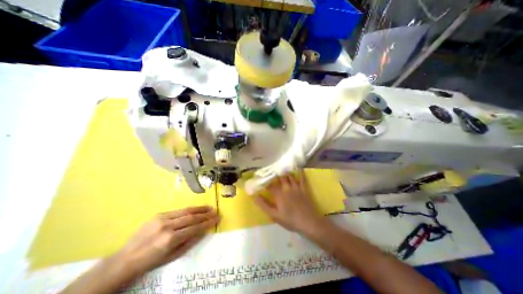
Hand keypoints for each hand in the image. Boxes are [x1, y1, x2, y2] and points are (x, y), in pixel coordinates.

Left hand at [111, 206, 217, 276]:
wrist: (126, 259)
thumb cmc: (152, 261)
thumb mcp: (173, 256)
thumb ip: (190, 242)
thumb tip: (204, 231)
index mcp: (171, 239)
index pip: (195, 228)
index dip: (207, 223)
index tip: (217, 219)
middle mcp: (168, 226)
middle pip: (192, 217)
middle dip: (205, 214)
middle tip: (215, 212)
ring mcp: (162, 219)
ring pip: (186, 211)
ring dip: (199, 209)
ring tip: (209, 207)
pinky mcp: (159, 214)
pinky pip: (178, 210)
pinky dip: (189, 209)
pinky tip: (196, 209)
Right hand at [254, 172, 324, 236]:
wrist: (309, 222)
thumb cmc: (290, 220)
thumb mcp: (274, 215)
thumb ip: (264, 205)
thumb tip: (255, 196)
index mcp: (278, 194)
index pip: (269, 185)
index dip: (264, 181)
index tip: (260, 178)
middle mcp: (286, 187)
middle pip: (278, 178)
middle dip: (274, 174)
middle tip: (271, 171)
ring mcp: (296, 187)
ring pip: (289, 176)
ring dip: (284, 172)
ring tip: (281, 168)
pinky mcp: (303, 188)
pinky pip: (301, 178)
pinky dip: (299, 172)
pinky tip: (298, 167)